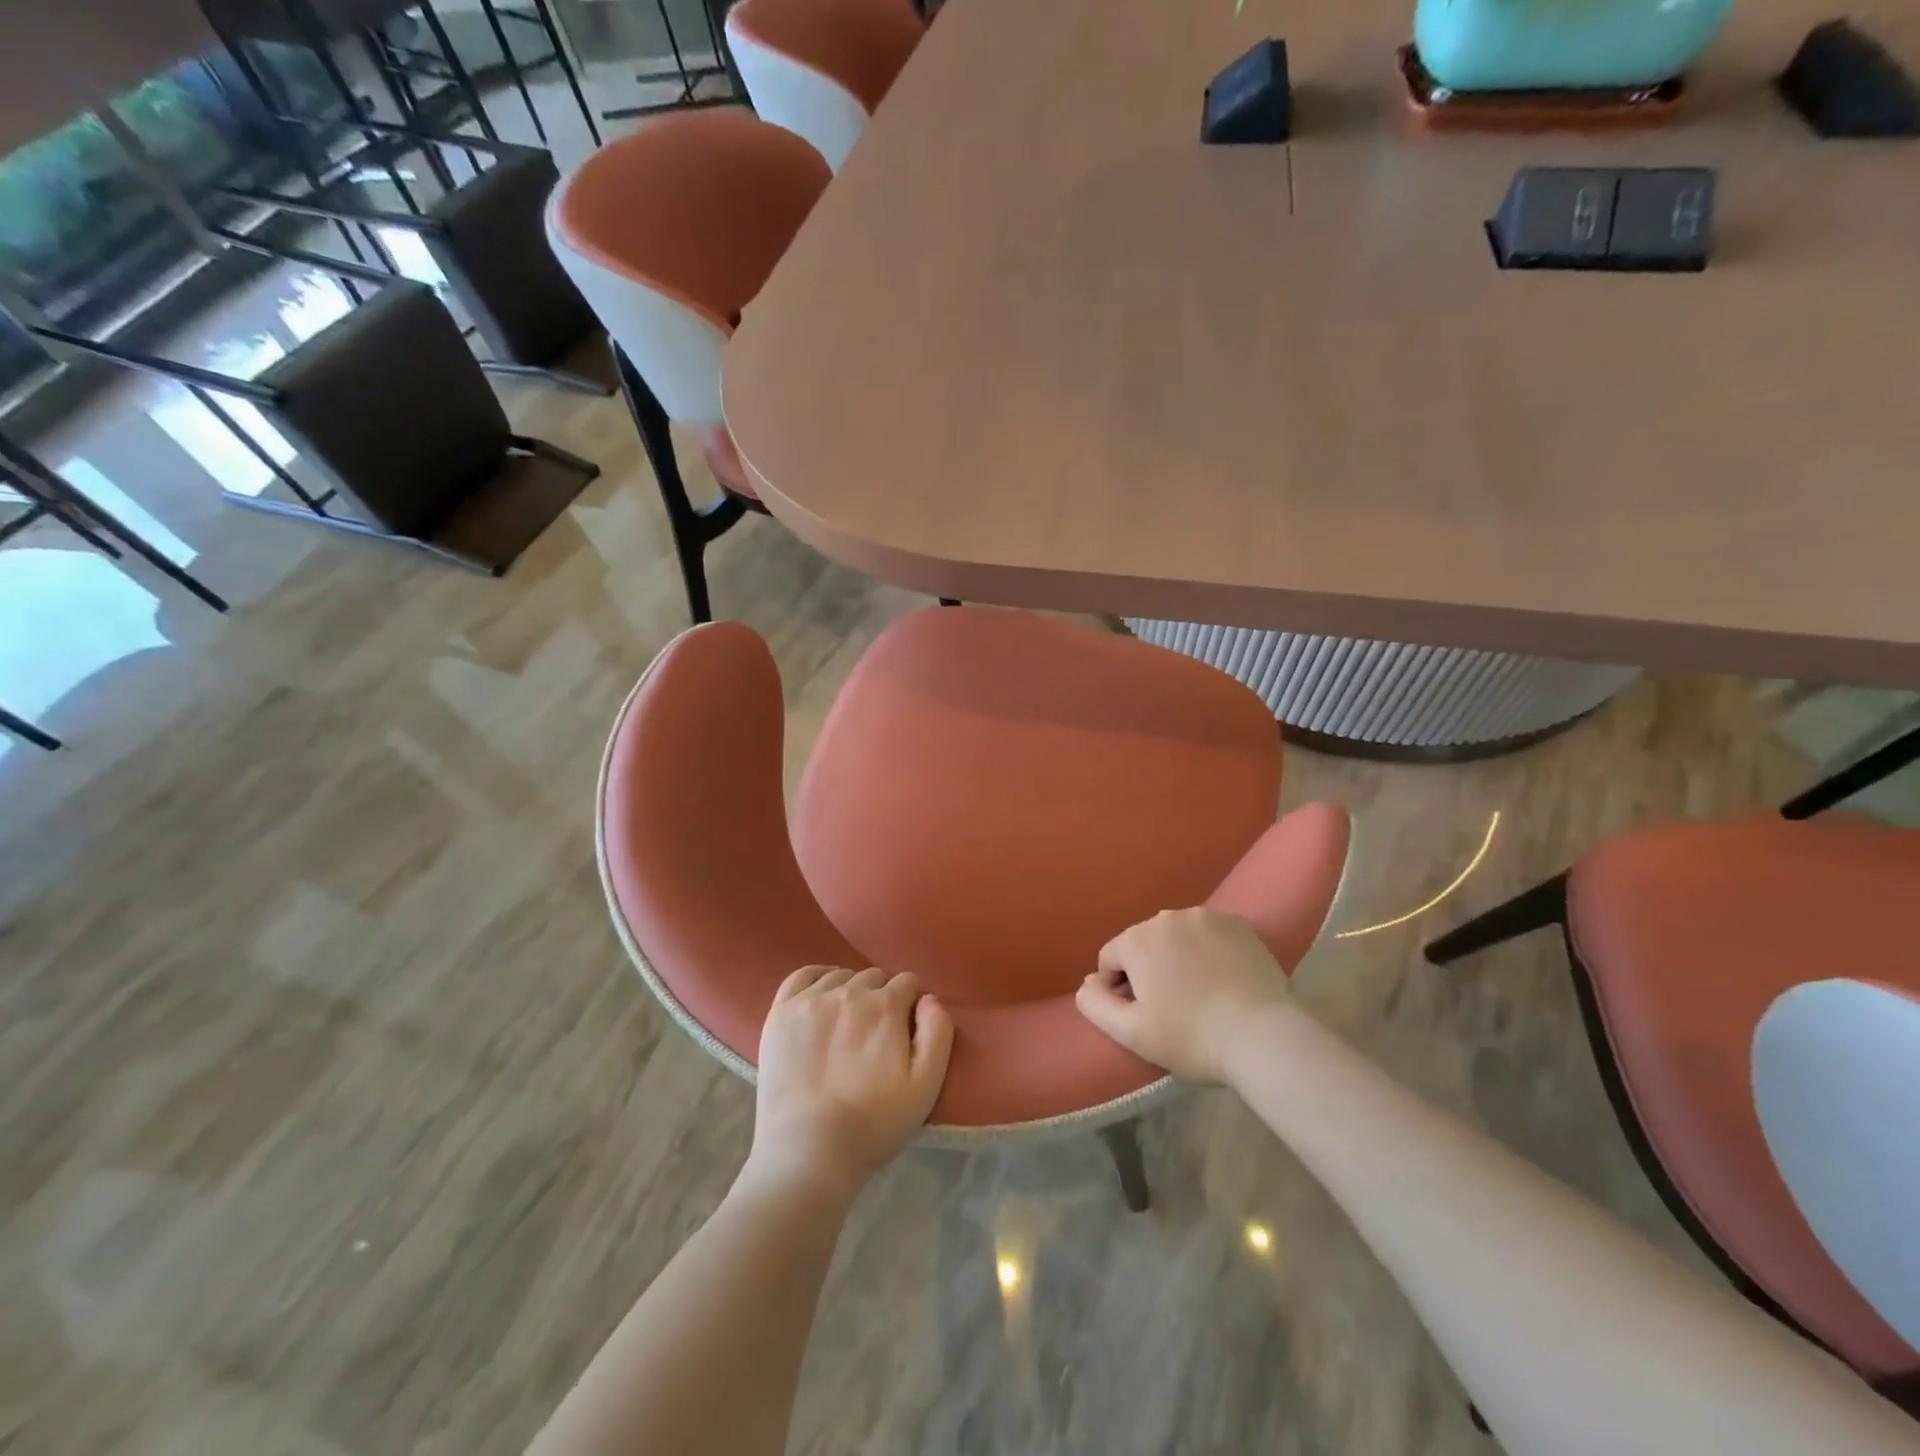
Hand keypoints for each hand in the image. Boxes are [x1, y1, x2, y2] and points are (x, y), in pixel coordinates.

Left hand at [748, 966, 953, 1195]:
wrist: (807, 1152)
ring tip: (848, 1022)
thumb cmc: (873, 1124)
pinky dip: (817, 977)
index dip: (912, 1003)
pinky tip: (821, 995)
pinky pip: (803, 975)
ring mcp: (810, 1000)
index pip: (908, 983)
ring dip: (851, 990)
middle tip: (877, 1032)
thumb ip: (938, 1033)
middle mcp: (849, 992)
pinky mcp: (781, 1012)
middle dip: (883, 997)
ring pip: (841, 976)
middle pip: (875, 978)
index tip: (907, 1028)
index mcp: (886, 1006)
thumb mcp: (925, 1086)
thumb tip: (929, 999)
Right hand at [1076, 908, 1290, 1083]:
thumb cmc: (1191, 1037)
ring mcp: (1206, 916)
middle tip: (1173, 1009)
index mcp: (1137, 940)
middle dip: (1149, 971)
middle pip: (1143, 945)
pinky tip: (1223, 982)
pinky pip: (1208, 935)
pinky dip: (1209, 953)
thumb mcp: (1132, 1033)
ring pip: (1176, 938)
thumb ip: (1096, 1004)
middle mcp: (1167, 917)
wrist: (1263, 1036)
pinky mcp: (1238, 924)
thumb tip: (1086, 983)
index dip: (1119, 990)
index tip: (1144, 1016)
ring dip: (1178, 959)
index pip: (1110, 960)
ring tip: (1201, 995)